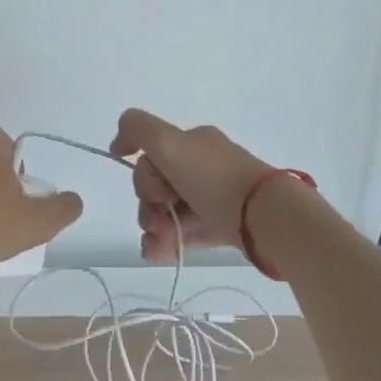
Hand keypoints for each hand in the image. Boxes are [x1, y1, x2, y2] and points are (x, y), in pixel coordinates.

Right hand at [109, 109, 269, 262]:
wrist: (262, 216)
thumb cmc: (212, 177)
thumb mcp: (168, 141)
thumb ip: (136, 128)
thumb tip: (118, 143)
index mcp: (192, 143)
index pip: (151, 155)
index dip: (143, 174)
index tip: (152, 187)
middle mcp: (201, 167)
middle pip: (156, 186)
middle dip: (148, 204)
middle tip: (161, 212)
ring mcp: (211, 198)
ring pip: (166, 213)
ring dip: (154, 226)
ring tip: (162, 239)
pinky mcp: (219, 227)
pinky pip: (183, 233)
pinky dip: (167, 243)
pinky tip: (160, 252)